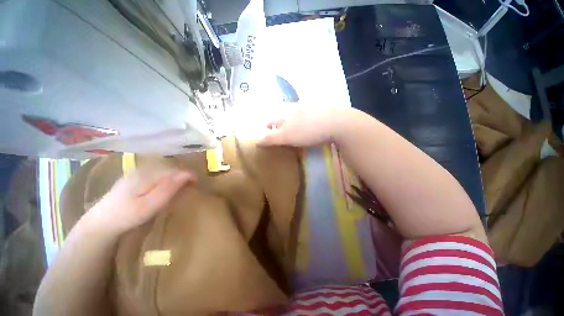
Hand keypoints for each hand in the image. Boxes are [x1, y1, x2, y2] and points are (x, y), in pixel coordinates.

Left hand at [87, 165, 195, 235]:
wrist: (100, 224)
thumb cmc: (126, 216)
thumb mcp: (149, 205)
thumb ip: (168, 188)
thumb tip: (186, 175)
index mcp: (147, 175)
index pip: (175, 170)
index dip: (189, 175)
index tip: (197, 184)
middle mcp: (142, 170)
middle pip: (170, 168)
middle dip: (183, 175)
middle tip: (191, 186)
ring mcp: (136, 174)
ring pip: (163, 171)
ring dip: (175, 177)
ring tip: (181, 187)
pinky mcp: (133, 179)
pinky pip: (155, 174)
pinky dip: (165, 179)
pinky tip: (164, 187)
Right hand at [258, 105, 340, 146]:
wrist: (335, 122)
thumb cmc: (308, 131)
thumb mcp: (287, 137)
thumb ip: (272, 138)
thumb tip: (257, 141)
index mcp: (286, 115)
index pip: (272, 121)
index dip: (268, 126)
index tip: (267, 130)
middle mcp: (294, 108)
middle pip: (282, 114)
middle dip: (278, 121)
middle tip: (279, 128)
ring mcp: (307, 106)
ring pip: (294, 110)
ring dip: (290, 116)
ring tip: (292, 123)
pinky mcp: (319, 107)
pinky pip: (307, 109)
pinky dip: (303, 113)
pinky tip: (308, 118)